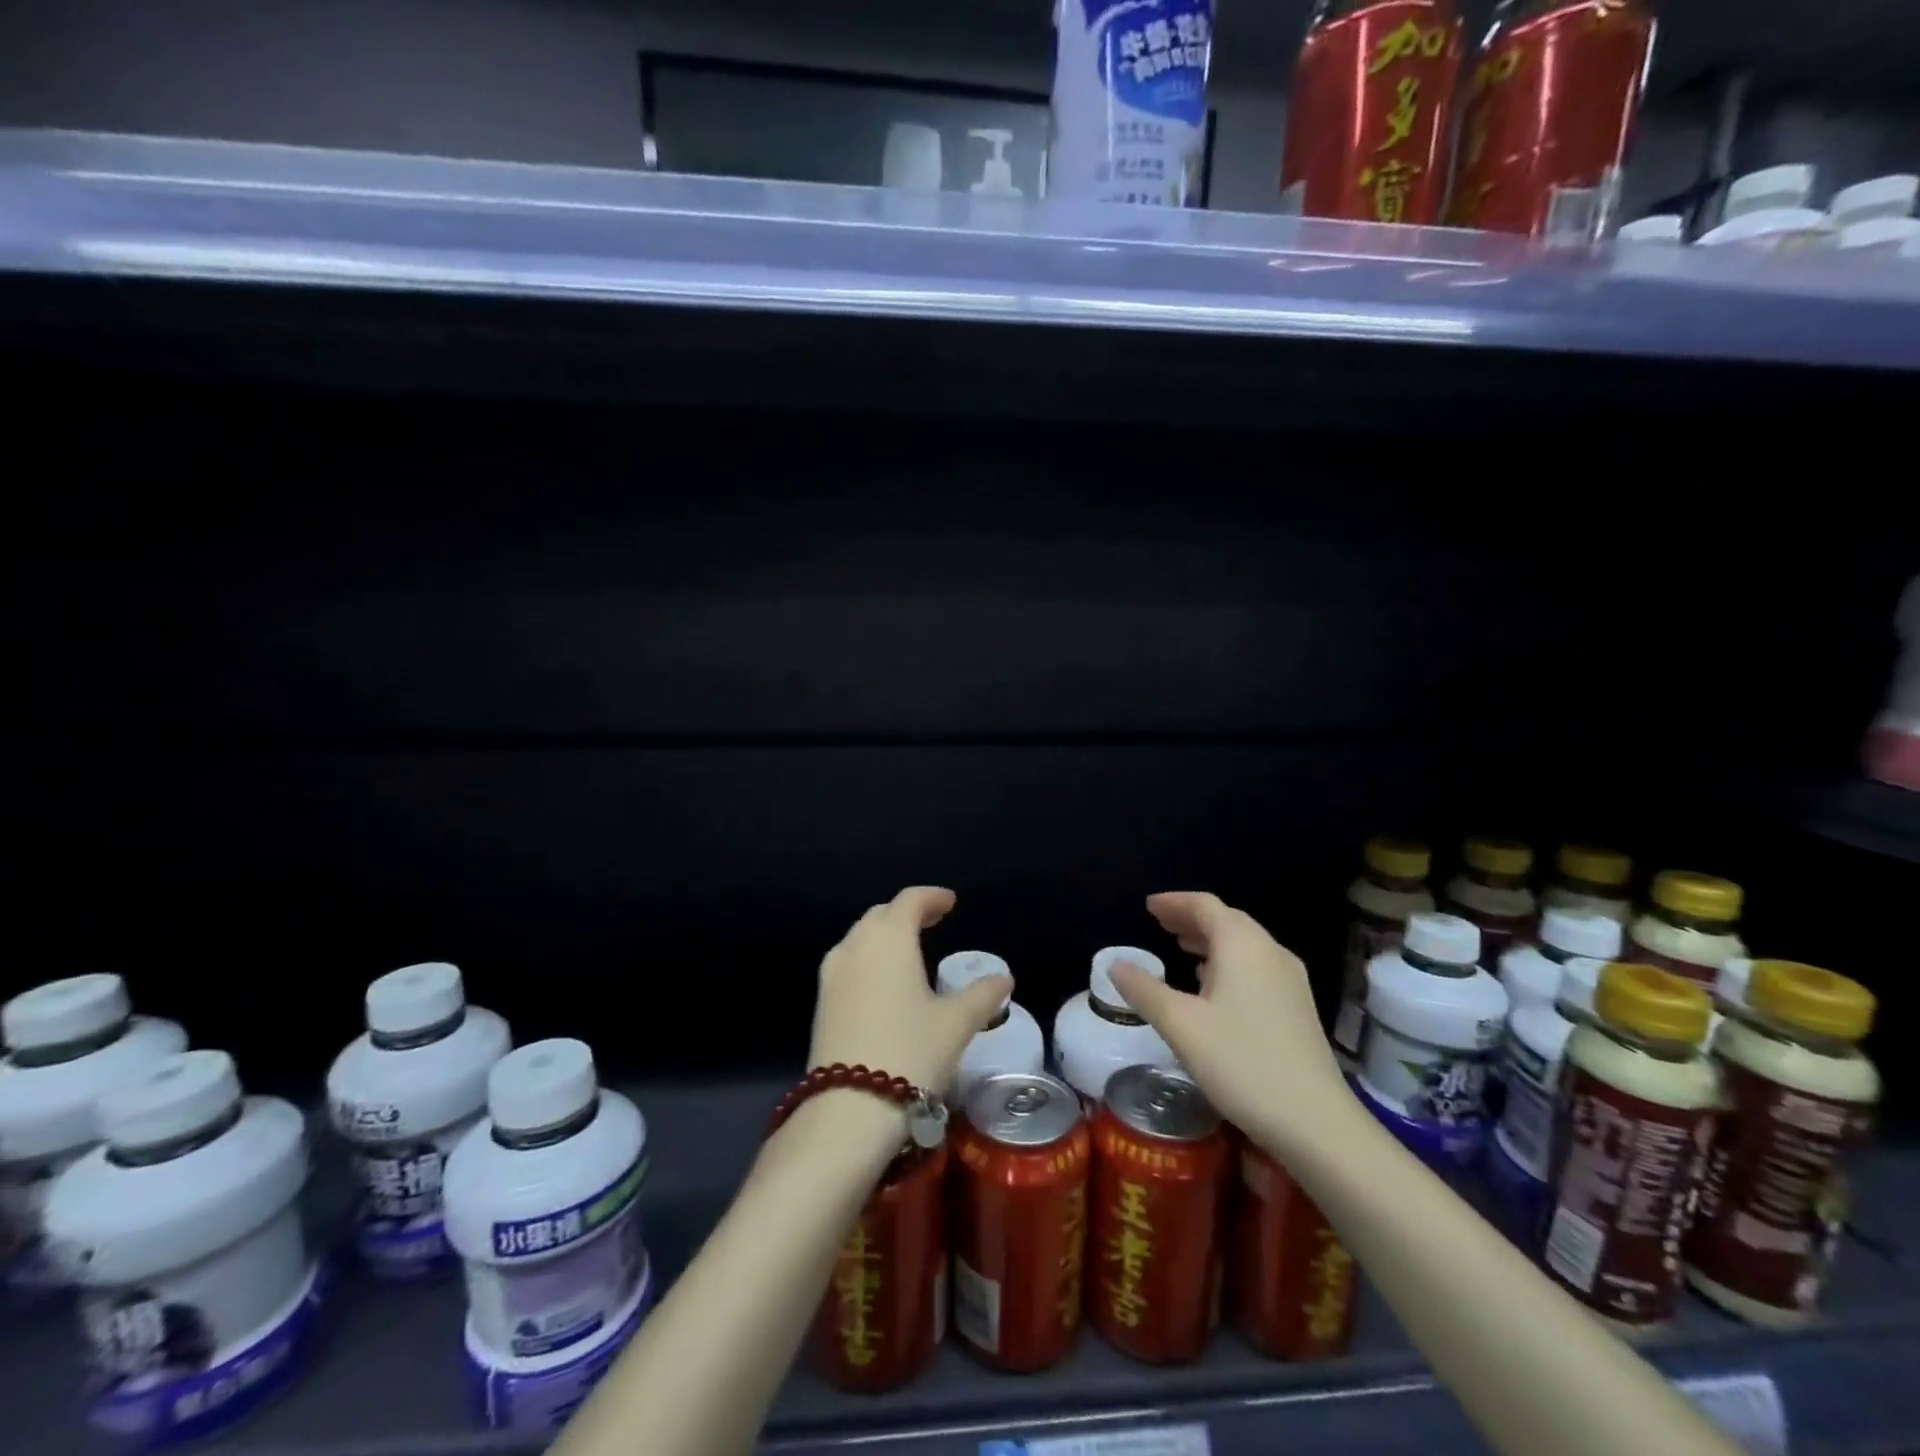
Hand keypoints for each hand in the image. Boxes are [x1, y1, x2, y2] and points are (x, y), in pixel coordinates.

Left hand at [807, 887, 1012, 1097]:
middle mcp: (855, 945)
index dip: (931, 897)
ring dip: (885, 936)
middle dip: (907, 913)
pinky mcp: (822, 1002)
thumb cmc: (911, 1052)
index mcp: (889, 938)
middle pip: (881, 915)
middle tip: (933, 921)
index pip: (909, 900)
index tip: (950, 902)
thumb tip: (1004, 978)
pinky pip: (848, 963)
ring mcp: (832, 974)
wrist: (849, 1109)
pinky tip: (884, 983)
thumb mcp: (956, 1024)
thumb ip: (982, 995)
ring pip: (860, 938)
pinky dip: (869, 959)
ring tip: (909, 950)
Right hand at [1110, 891, 1347, 1141]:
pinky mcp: (1298, 1008)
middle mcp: (1270, 952)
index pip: (1204, 905)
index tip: (1148, 907)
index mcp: (1242, 945)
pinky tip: (1214, 986)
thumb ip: (1145, 990)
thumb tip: (1116, 965)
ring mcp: (1290, 980)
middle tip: (1160, 924)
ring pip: (1244, 944)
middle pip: (1227, 920)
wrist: (1316, 1122)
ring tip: (1181, 948)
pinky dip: (1228, 962)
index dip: (1174, 902)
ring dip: (1210, 940)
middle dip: (1191, 918)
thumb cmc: (1242, 1063)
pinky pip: (1256, 966)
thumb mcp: (1181, 1026)